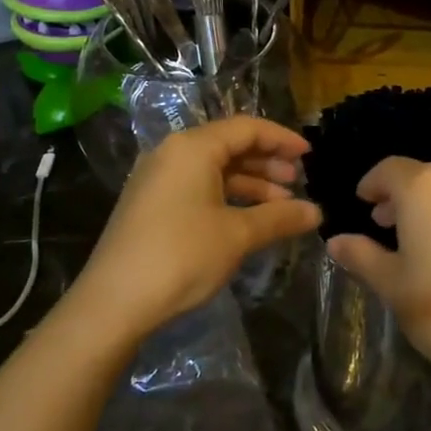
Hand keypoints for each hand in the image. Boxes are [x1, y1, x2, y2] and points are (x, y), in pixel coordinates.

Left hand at [75, 117, 320, 343]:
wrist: (114, 301)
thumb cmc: (181, 255)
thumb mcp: (237, 235)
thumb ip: (279, 217)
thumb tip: (316, 212)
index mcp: (192, 148)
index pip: (246, 128)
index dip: (281, 139)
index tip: (310, 155)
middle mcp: (172, 153)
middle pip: (229, 145)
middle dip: (267, 162)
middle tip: (297, 182)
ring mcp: (157, 179)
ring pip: (213, 169)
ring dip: (249, 183)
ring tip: (280, 205)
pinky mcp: (150, 204)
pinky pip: (197, 187)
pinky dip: (226, 196)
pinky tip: (248, 219)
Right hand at [326, 158, 430, 430]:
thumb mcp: (393, 285)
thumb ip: (362, 255)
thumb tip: (336, 240)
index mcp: (426, 186)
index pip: (388, 170)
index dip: (371, 186)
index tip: (361, 205)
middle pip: (422, 178)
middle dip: (400, 199)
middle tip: (382, 228)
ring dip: (429, 209)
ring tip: (416, 242)